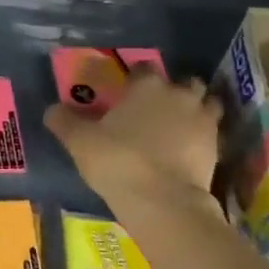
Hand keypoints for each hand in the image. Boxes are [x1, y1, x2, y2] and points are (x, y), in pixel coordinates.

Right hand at [44, 68, 222, 217]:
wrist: (162, 200)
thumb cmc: (117, 161)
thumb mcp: (79, 141)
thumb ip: (64, 121)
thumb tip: (51, 109)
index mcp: (147, 86)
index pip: (143, 69)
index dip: (134, 79)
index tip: (125, 92)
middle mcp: (180, 95)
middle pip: (183, 83)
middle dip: (173, 91)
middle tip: (155, 110)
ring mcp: (204, 120)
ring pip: (206, 104)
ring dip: (195, 110)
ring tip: (178, 127)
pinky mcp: (217, 147)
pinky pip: (211, 133)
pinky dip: (201, 137)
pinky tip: (187, 151)